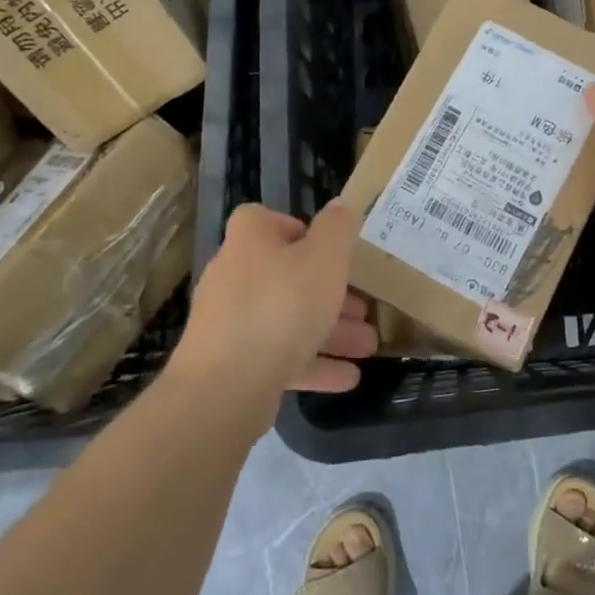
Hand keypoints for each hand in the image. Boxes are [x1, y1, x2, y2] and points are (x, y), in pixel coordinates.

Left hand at [175, 203, 376, 403]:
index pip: (265, 220)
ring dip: (329, 331)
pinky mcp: (232, 365)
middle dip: (330, 293)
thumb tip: (341, 207)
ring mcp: (230, 324)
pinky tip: (348, 378)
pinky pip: (279, 357)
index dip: (297, 229)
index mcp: (250, 241)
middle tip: (364, 308)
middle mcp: (234, 276)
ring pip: (287, 320)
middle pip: (286, 276)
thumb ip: (338, 228)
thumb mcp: (325, 257)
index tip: (329, 249)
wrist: (226, 387)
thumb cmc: (282, 306)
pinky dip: (313, 364)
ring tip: (367, 346)